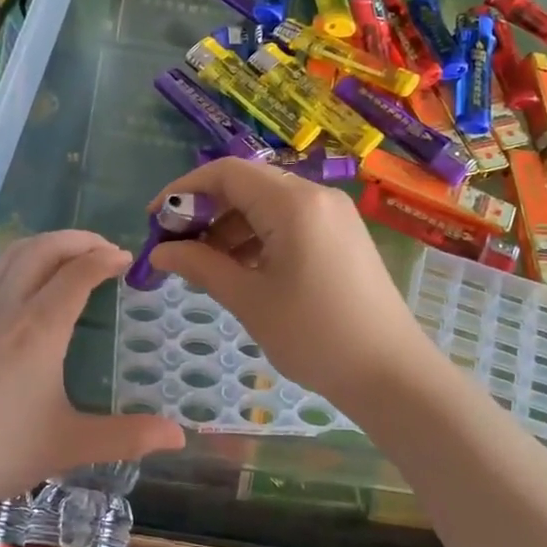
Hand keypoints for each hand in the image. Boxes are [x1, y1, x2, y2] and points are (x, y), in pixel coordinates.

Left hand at [0, 230, 185, 507]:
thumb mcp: (70, 445)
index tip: (128, 260)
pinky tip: (25, 280)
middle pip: (44, 249)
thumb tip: (179, 436)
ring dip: (47, 243)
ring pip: (12, 254)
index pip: (78, 273)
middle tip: (105, 249)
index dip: (106, 259)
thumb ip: (127, 436)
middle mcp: (7, 307)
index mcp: (39, 328)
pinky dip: (19, 259)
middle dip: (79, 239)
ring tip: (71, 254)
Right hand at [147, 159, 437, 404]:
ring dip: (230, 226)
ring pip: (268, 204)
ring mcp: (334, 215)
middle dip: (205, 210)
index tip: (155, 219)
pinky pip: (290, 222)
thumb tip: (160, 251)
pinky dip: (258, 238)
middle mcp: (316, 196)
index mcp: (293, 203)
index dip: (184, 189)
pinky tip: (241, 269)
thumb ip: (201, 266)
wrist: (391, 373)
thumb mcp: (249, 300)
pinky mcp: (342, 236)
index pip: (226, 173)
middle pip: (247, 184)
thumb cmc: (315, 336)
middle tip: (176, 246)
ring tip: (204, 265)